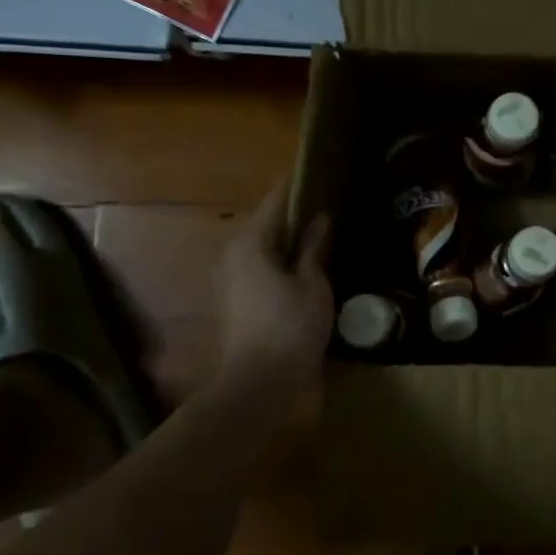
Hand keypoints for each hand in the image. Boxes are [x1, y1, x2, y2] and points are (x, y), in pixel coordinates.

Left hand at [216, 182, 332, 388]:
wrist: (260, 381)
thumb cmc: (291, 326)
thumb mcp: (312, 283)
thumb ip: (313, 248)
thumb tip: (319, 219)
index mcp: (251, 242)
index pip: (276, 201)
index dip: (297, 186)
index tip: (318, 173)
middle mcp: (232, 254)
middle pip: (267, 224)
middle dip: (294, 215)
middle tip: (326, 205)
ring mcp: (229, 278)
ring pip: (262, 248)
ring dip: (287, 241)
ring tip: (319, 234)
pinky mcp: (234, 300)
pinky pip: (259, 268)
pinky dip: (279, 261)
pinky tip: (303, 266)